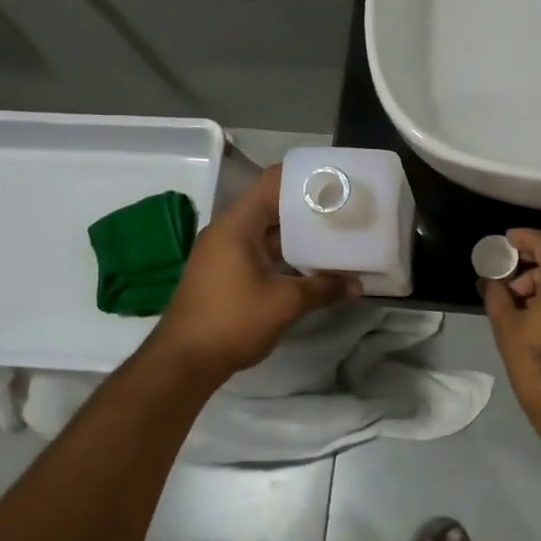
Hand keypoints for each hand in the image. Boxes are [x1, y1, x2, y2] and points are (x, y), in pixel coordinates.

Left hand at [147, 164, 359, 381]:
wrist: (183, 362)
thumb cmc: (232, 321)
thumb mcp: (285, 303)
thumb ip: (323, 288)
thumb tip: (357, 285)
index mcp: (237, 224)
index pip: (272, 182)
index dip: (303, 178)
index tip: (335, 182)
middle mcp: (227, 230)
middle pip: (271, 205)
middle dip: (306, 208)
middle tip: (342, 209)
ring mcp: (222, 252)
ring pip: (265, 230)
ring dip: (295, 233)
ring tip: (332, 234)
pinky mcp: (223, 272)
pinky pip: (257, 250)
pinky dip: (282, 252)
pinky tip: (308, 264)